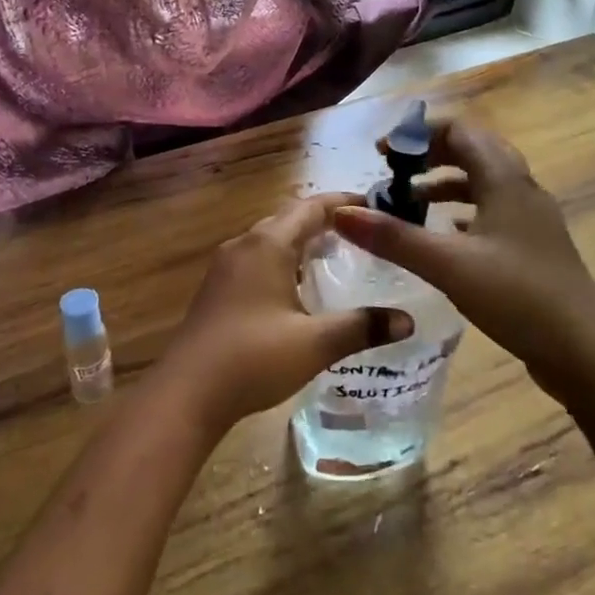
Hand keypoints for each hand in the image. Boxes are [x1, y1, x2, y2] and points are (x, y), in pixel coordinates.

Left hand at [159, 192, 413, 434]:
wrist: (187, 392)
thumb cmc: (253, 358)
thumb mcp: (315, 343)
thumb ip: (362, 327)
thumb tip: (407, 320)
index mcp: (268, 244)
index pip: (311, 207)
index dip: (343, 202)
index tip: (374, 205)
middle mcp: (244, 245)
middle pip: (289, 219)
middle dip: (325, 221)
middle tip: (362, 234)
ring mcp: (225, 267)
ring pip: (271, 240)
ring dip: (302, 242)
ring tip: (337, 257)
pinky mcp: (217, 289)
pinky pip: (257, 260)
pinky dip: (284, 262)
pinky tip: (299, 289)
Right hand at [332, 118, 594, 405]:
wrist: (586, 352)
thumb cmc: (518, 298)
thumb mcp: (448, 265)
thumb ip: (393, 237)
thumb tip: (342, 212)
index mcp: (505, 180)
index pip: (459, 131)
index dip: (417, 133)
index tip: (382, 153)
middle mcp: (521, 189)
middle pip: (471, 150)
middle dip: (428, 154)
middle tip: (392, 172)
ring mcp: (530, 218)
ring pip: (481, 181)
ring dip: (443, 182)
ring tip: (408, 201)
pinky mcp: (531, 246)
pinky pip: (489, 210)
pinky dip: (460, 211)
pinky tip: (441, 234)